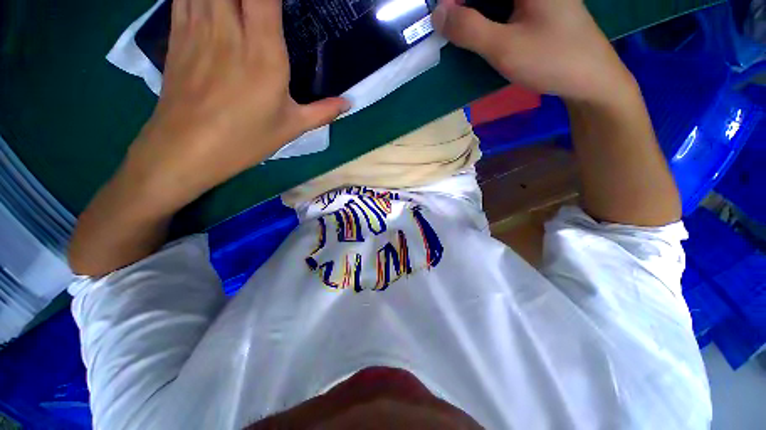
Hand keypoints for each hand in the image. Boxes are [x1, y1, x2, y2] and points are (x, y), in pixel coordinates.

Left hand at [125, 0, 348, 212]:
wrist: (187, 149)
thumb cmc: (245, 139)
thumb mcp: (292, 127)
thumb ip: (322, 111)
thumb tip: (348, 104)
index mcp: (263, 51)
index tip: (287, 5)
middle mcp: (229, 28)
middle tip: (262, 7)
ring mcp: (198, 26)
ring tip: (242, 7)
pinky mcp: (177, 34)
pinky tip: (214, 3)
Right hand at [433, 0, 635, 103]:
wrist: (592, 79)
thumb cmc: (552, 60)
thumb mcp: (505, 47)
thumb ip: (469, 29)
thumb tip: (437, 14)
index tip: (441, 18)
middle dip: (463, 6)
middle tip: (448, 26)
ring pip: (494, 1)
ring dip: (475, 13)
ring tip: (460, 32)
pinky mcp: (539, 9)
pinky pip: (505, 7)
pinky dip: (488, 18)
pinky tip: (483, 33)